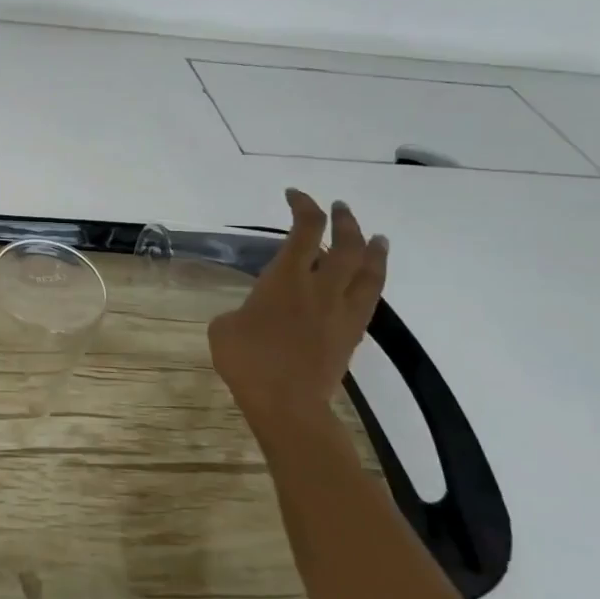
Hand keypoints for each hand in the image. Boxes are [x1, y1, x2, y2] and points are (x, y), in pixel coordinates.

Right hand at [208, 190, 387, 415]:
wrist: (287, 402)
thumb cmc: (247, 360)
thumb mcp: (224, 327)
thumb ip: (243, 309)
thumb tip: (254, 313)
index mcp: (286, 279)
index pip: (303, 230)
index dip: (303, 206)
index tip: (294, 195)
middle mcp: (320, 287)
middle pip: (344, 244)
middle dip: (342, 220)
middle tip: (338, 208)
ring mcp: (341, 311)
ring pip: (368, 270)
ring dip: (371, 248)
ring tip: (375, 236)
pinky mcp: (351, 333)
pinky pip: (370, 298)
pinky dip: (372, 280)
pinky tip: (369, 278)